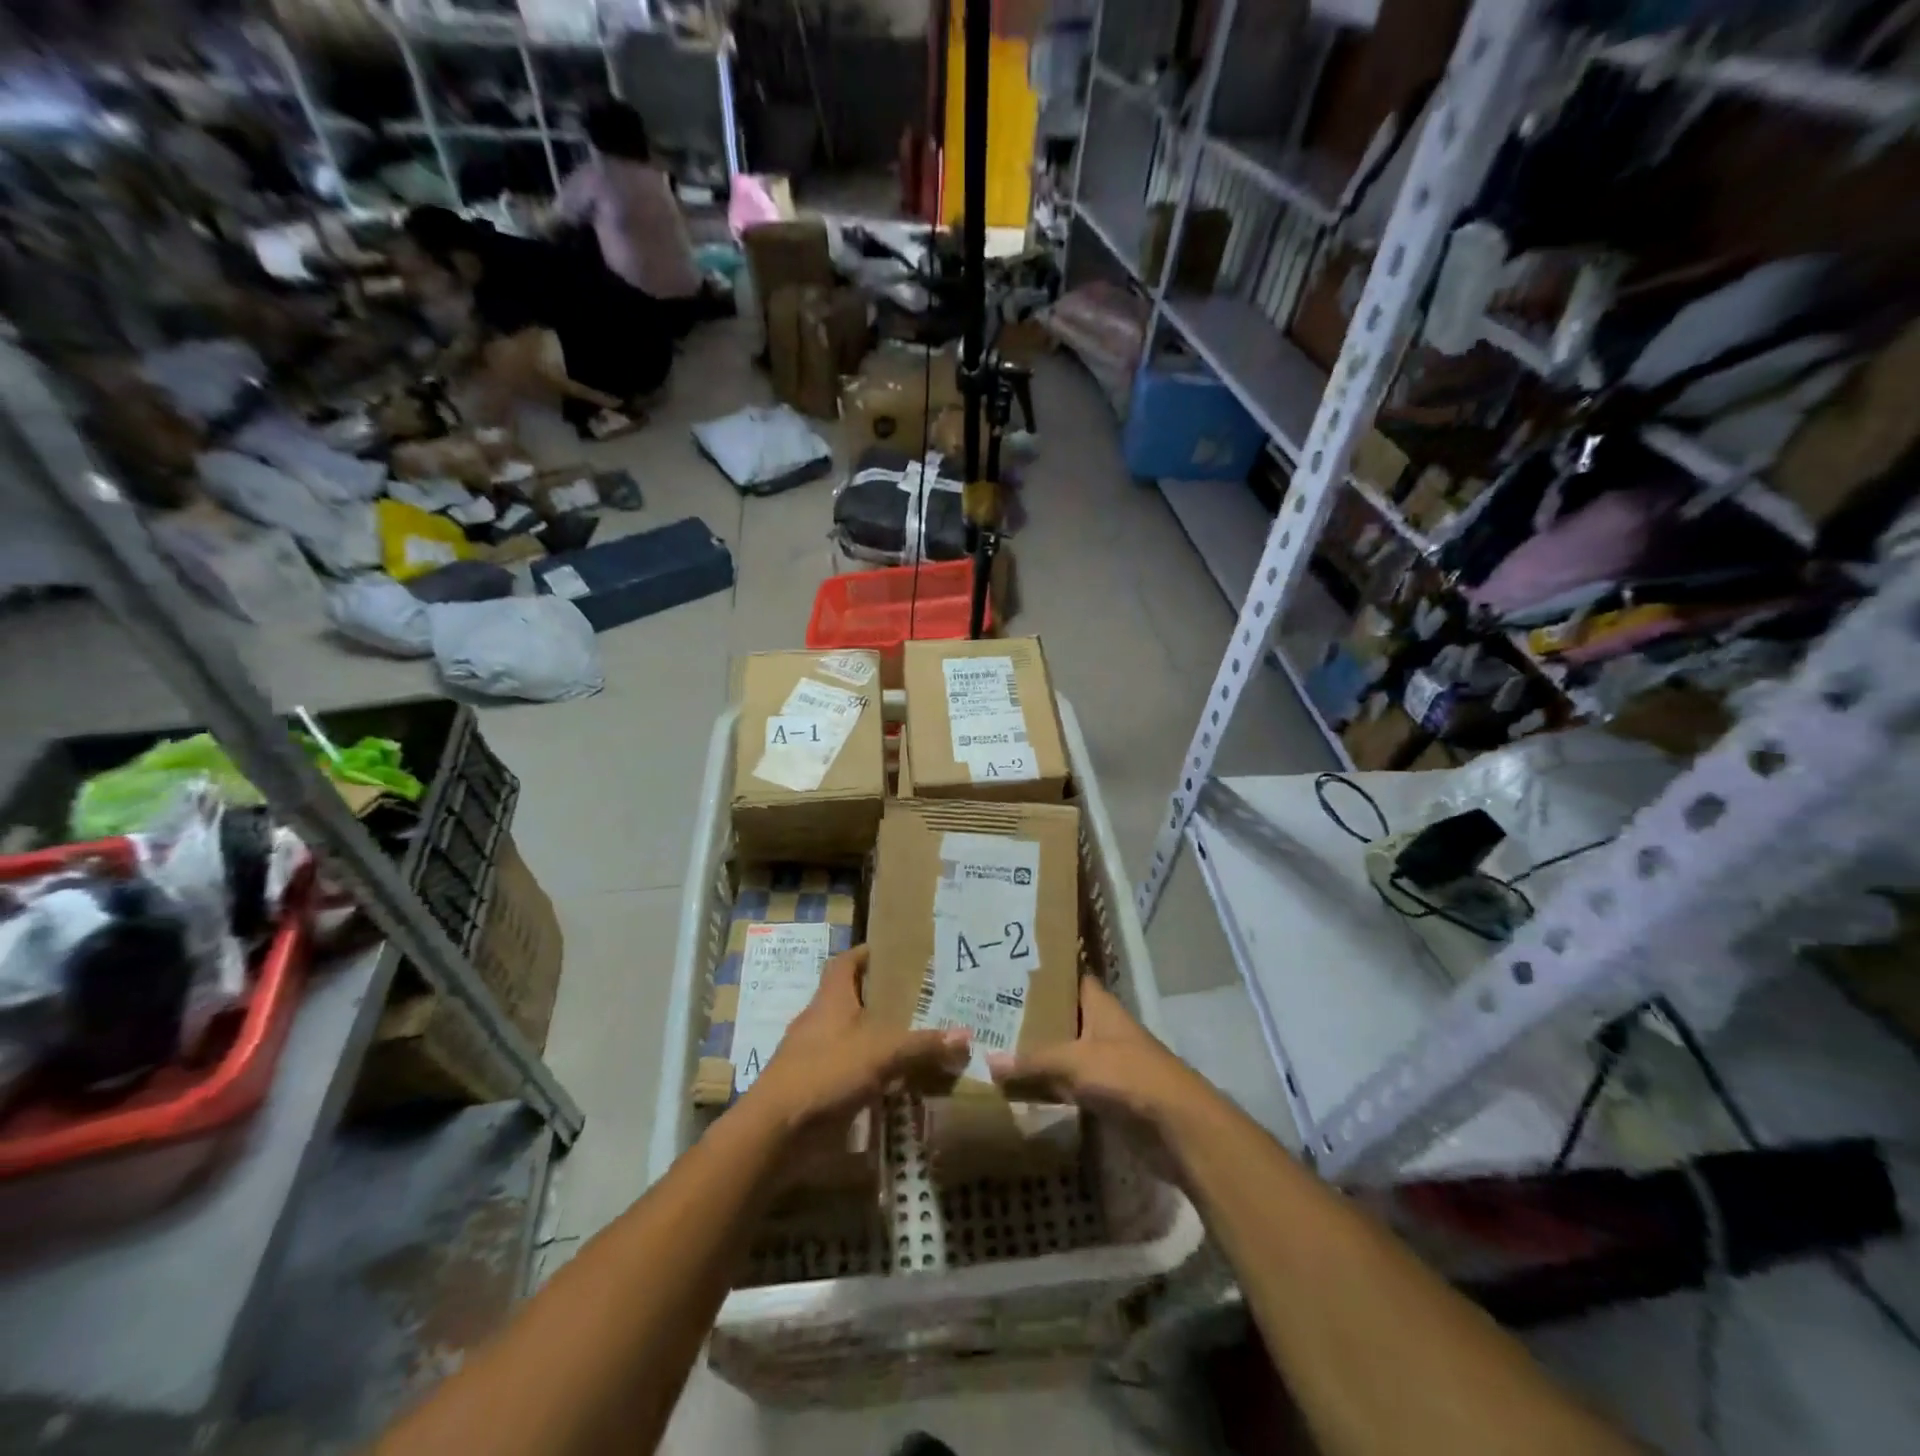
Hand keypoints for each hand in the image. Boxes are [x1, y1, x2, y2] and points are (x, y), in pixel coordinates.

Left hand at [740, 945, 970, 1136]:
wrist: (775, 1133)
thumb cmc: (825, 1073)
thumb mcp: (881, 1053)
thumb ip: (922, 1044)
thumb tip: (965, 1035)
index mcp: (830, 999)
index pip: (845, 963)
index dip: (866, 953)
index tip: (894, 952)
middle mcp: (820, 1022)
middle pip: (852, 1000)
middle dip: (883, 1000)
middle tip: (922, 1000)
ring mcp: (815, 1057)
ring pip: (853, 1039)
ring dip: (880, 1041)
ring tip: (918, 1042)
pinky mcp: (816, 1089)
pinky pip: (850, 1074)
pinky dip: (873, 1077)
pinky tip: (899, 1085)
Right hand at [986, 977, 1202, 1126]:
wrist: (1176, 1126)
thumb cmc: (1127, 1075)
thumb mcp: (1074, 1061)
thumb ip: (1033, 1060)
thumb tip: (989, 1062)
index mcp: (1100, 1006)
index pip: (1070, 978)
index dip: (1046, 973)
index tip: (1010, 971)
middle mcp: (1103, 1029)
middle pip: (1064, 1017)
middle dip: (1032, 1017)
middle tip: (990, 1014)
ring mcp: (1106, 1063)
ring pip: (1065, 1053)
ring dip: (1039, 1054)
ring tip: (995, 1048)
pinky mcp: (1107, 1096)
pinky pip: (1070, 1085)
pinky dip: (1049, 1086)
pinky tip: (1020, 1088)